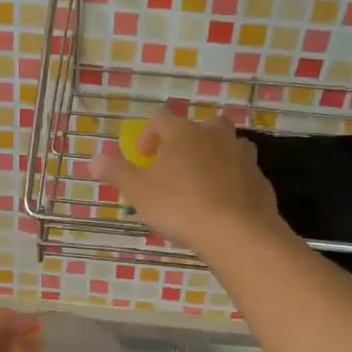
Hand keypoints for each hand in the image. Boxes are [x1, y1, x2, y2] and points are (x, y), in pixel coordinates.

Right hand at [89, 108, 284, 253]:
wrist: (238, 232)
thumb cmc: (180, 206)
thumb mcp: (138, 192)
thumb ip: (116, 172)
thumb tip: (92, 160)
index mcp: (183, 133)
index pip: (160, 119)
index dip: (147, 136)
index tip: (142, 158)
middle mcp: (215, 135)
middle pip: (199, 126)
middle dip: (185, 142)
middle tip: (174, 168)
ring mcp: (242, 155)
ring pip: (225, 146)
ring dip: (211, 158)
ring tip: (199, 184)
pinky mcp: (259, 179)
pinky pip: (241, 172)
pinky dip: (230, 180)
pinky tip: (221, 203)